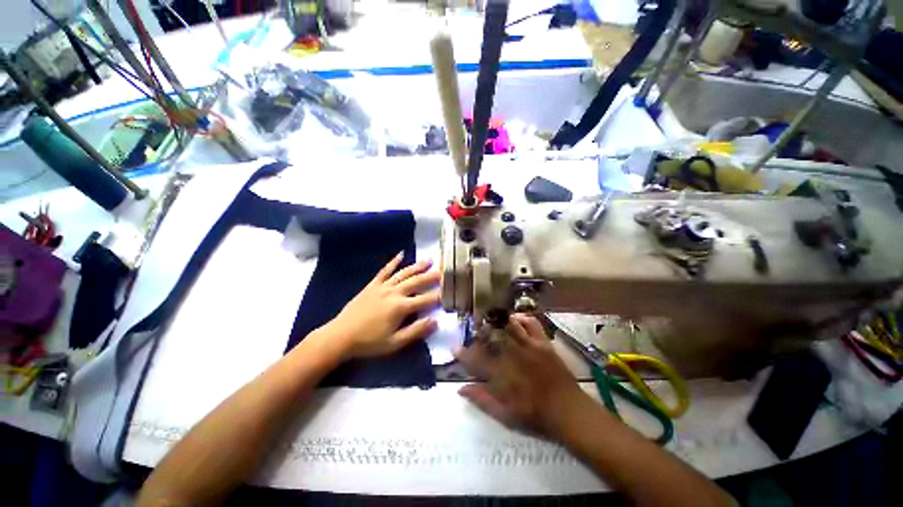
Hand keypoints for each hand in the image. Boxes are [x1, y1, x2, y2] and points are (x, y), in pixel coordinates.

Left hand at [322, 252, 440, 358]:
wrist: (340, 336)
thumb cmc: (369, 342)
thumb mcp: (395, 343)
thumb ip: (416, 331)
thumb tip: (436, 321)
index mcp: (401, 307)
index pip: (425, 299)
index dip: (439, 295)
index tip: (450, 291)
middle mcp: (394, 292)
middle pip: (416, 282)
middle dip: (432, 276)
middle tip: (444, 270)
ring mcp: (383, 286)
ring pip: (403, 273)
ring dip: (417, 266)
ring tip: (429, 260)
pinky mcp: (372, 285)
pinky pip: (385, 270)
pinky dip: (393, 262)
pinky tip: (401, 254)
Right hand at [456, 314, 588, 435]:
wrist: (568, 410)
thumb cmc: (536, 415)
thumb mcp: (505, 415)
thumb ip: (482, 400)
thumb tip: (461, 389)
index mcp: (503, 375)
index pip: (476, 361)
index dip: (463, 354)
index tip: (454, 348)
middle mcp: (514, 356)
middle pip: (491, 337)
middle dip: (478, 331)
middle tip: (472, 329)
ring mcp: (530, 346)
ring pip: (508, 326)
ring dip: (496, 320)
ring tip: (488, 318)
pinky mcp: (543, 342)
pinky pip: (531, 323)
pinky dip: (521, 318)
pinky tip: (514, 318)